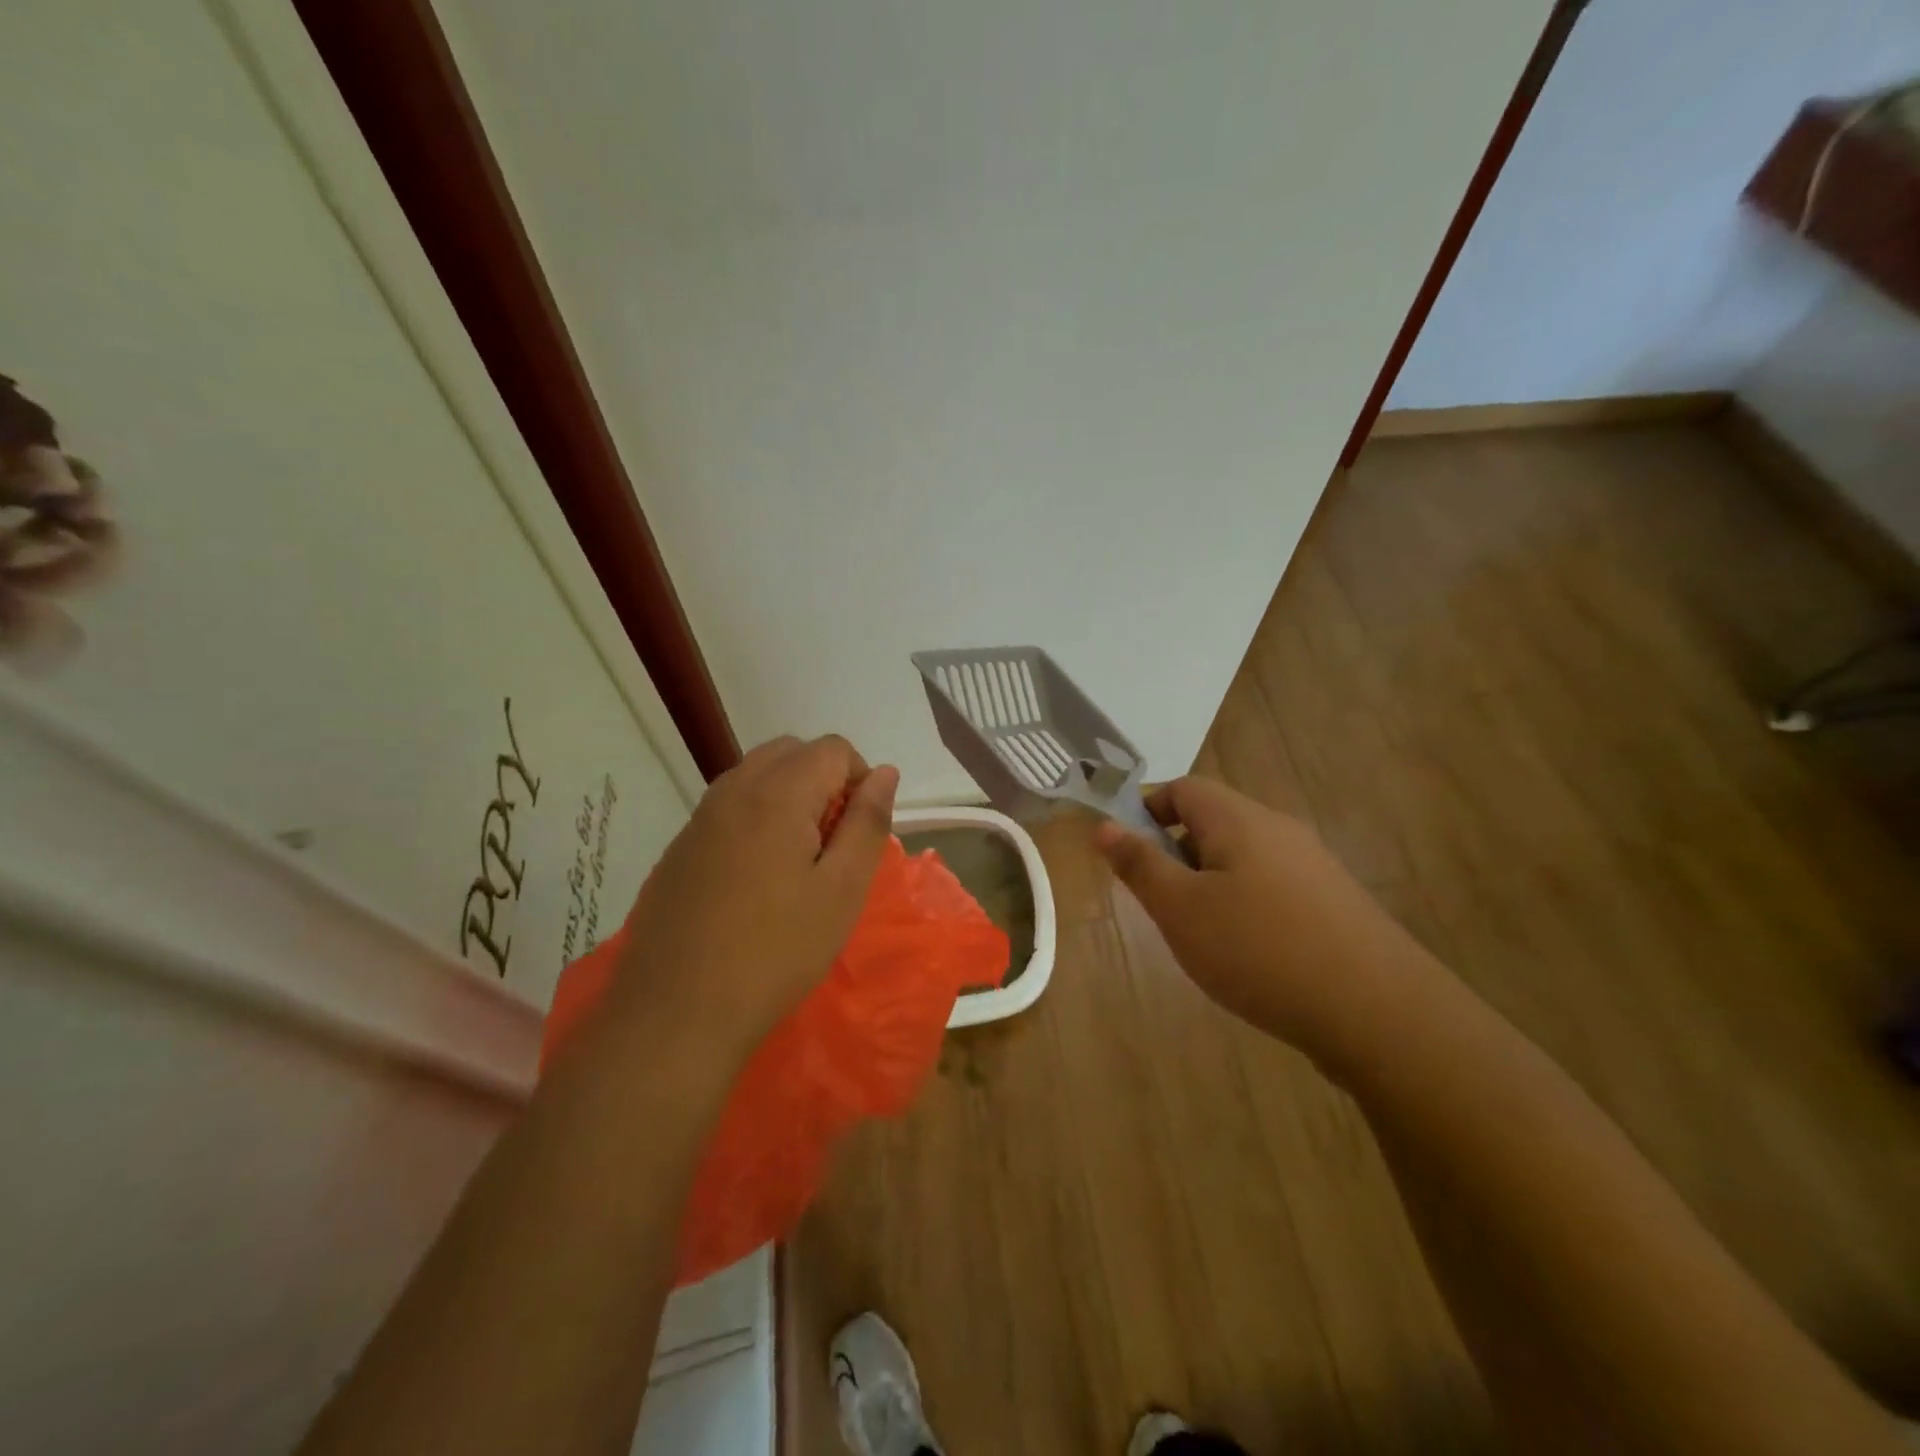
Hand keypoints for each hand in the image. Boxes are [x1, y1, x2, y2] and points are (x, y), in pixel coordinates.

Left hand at [614, 735, 898, 1059]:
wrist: (677, 1011)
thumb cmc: (776, 950)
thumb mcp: (842, 890)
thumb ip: (867, 822)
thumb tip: (885, 772)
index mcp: (778, 793)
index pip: (833, 748)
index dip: (860, 780)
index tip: (859, 833)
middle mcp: (733, 790)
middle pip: (791, 752)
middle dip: (824, 781)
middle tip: (832, 843)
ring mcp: (699, 818)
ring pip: (756, 776)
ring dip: (789, 798)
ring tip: (798, 862)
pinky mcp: (679, 848)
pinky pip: (728, 808)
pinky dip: (755, 819)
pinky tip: (755, 881)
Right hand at [1096, 777, 1435, 1058]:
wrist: (1378, 1011)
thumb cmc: (1259, 950)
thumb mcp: (1180, 910)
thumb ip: (1140, 865)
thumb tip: (1105, 825)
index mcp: (1240, 820)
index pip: (1184, 788)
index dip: (1148, 810)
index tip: (1130, 856)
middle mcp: (1280, 829)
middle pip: (1214, 822)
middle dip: (1177, 855)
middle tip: (1164, 905)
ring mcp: (1314, 865)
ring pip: (1243, 858)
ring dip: (1210, 885)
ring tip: (1204, 937)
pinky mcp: (1334, 903)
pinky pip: (1273, 887)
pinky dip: (1247, 907)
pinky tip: (1250, 956)